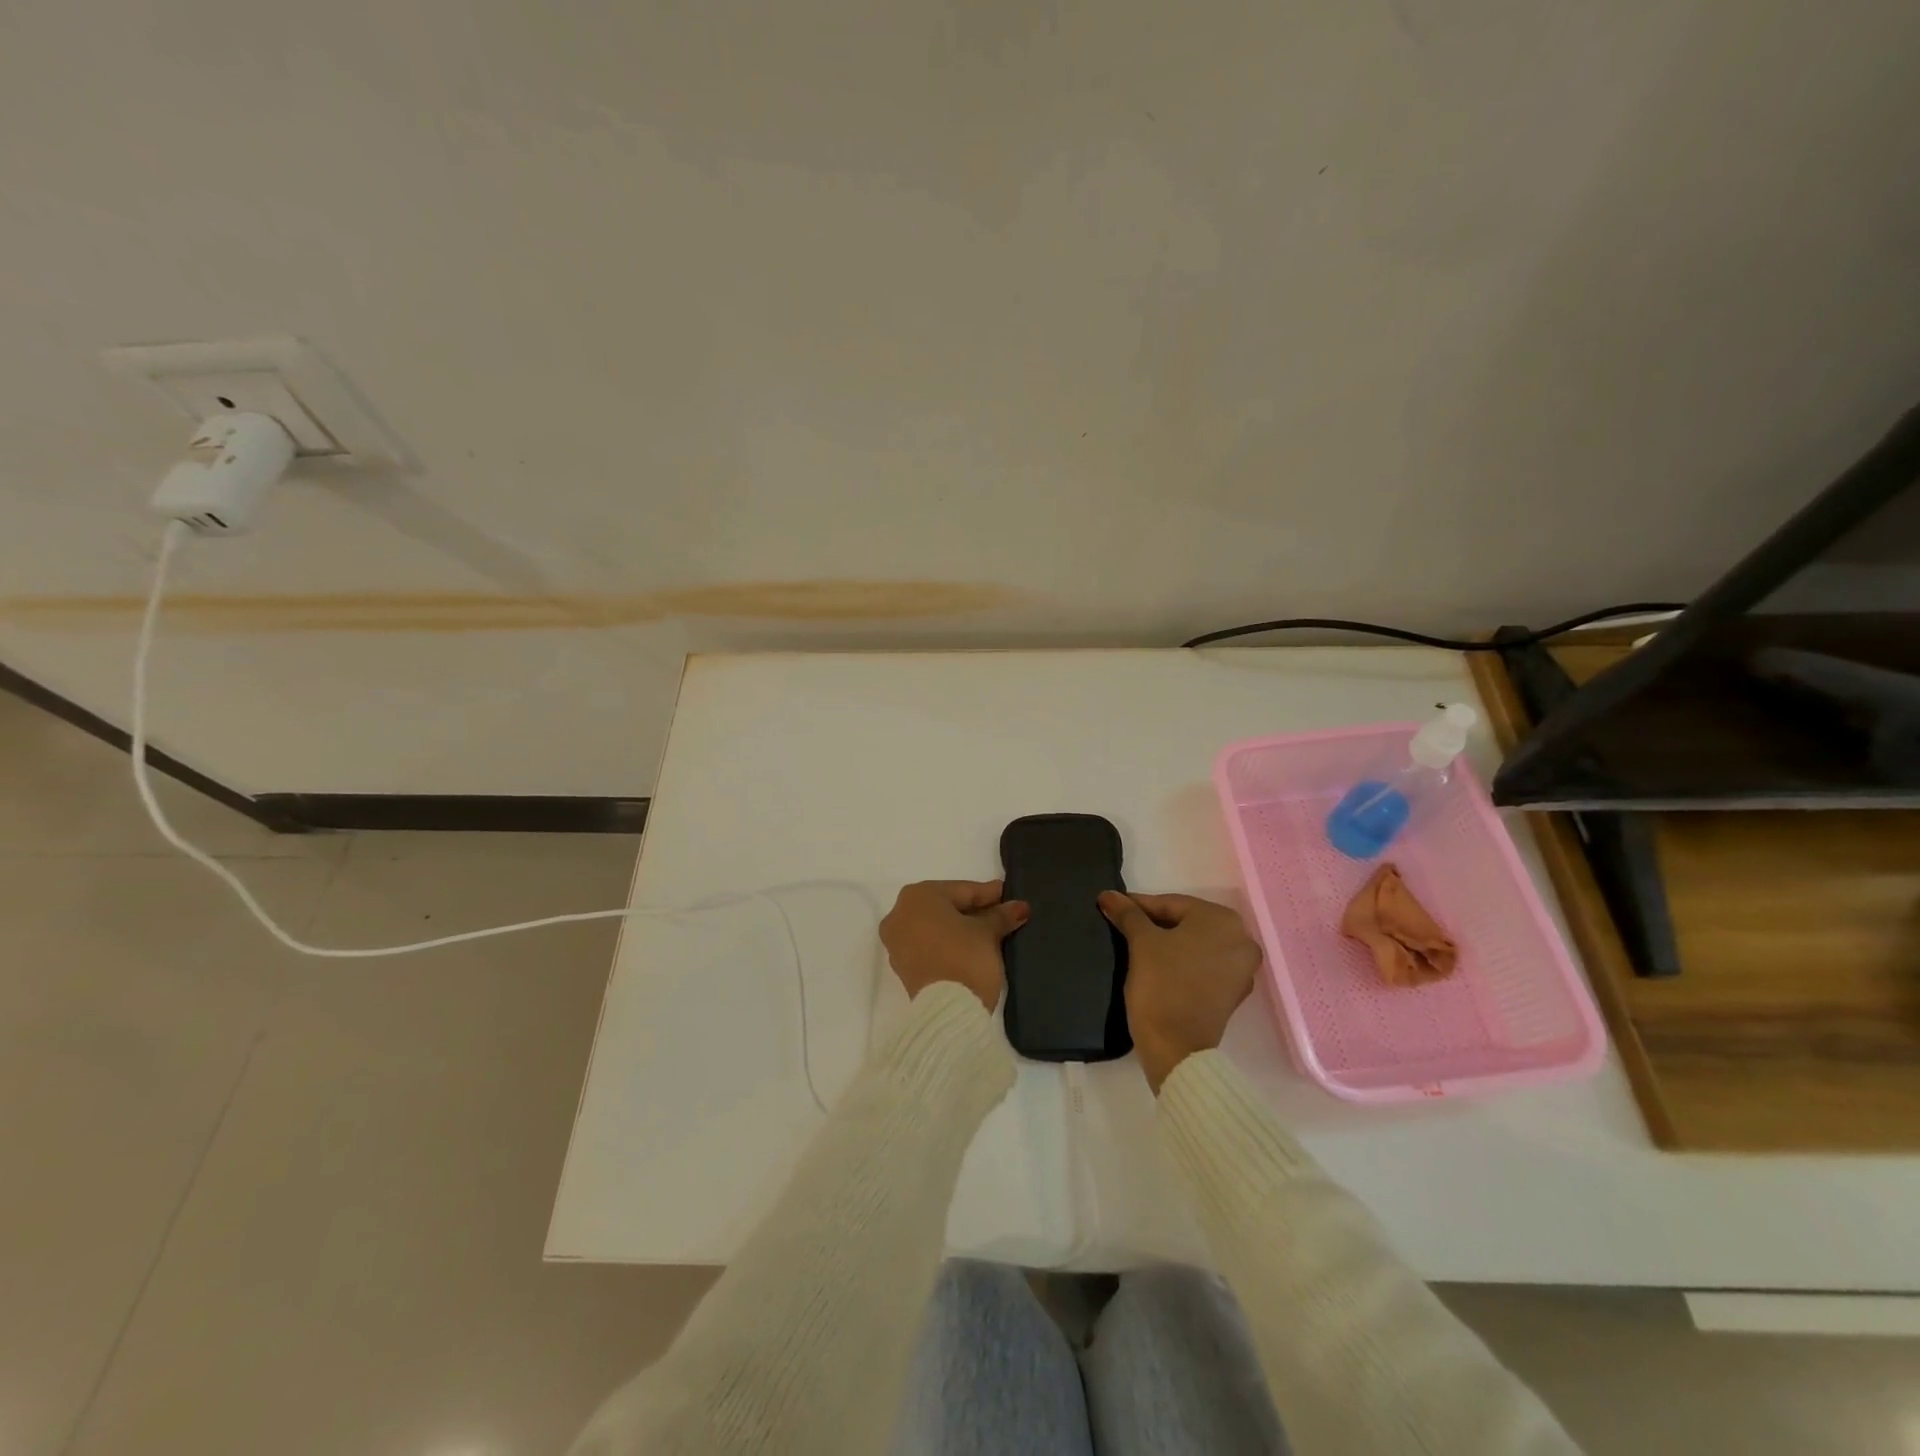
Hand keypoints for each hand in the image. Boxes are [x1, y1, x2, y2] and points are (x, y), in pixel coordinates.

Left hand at [880, 880, 1029, 1013]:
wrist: (947, 1012)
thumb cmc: (965, 958)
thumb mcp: (988, 933)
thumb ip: (1001, 916)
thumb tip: (1019, 907)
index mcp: (918, 895)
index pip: (962, 890)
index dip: (988, 894)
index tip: (1009, 895)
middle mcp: (900, 913)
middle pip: (945, 906)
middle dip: (974, 910)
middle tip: (1001, 912)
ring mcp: (897, 941)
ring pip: (935, 926)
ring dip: (961, 927)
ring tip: (990, 931)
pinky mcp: (901, 966)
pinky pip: (928, 944)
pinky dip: (947, 943)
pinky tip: (970, 947)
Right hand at [1099, 891, 1261, 1093]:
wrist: (1175, 1048)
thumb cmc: (1160, 985)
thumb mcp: (1140, 942)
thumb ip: (1127, 914)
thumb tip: (1108, 895)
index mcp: (1223, 921)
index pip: (1172, 904)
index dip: (1139, 906)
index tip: (1113, 907)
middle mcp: (1241, 940)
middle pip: (1187, 922)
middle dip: (1155, 923)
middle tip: (1124, 925)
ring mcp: (1242, 969)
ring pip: (1196, 943)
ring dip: (1168, 941)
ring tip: (1137, 944)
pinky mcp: (1233, 993)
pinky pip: (1204, 965)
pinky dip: (1182, 961)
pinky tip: (1158, 965)